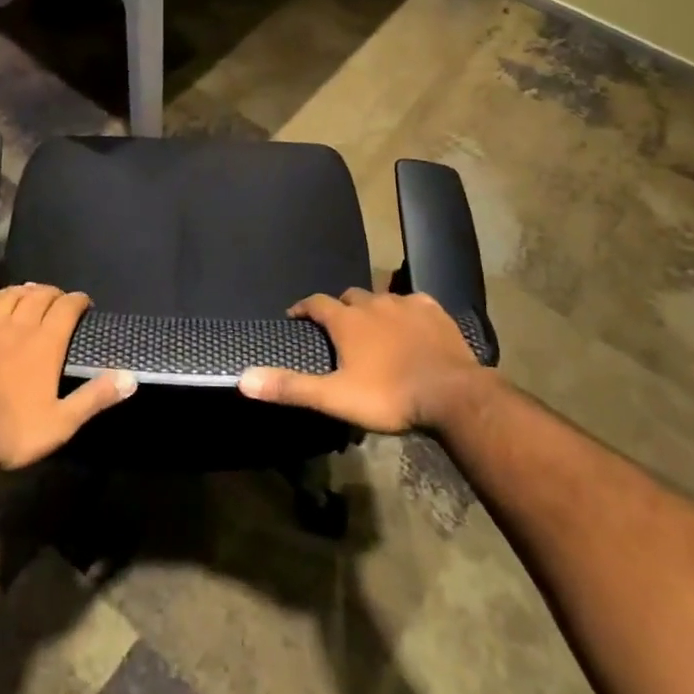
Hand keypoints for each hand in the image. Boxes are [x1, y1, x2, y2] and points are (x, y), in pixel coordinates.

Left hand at [0, 276, 136, 470]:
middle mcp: (18, 326)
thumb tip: (131, 377)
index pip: (67, 308)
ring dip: (22, 290)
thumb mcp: (62, 422)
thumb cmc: (12, 430)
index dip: (78, 301)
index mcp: (46, 344)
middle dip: (52, 293)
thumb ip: (95, 397)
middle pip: (38, 296)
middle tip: (59, 298)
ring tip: (30, 289)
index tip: (85, 304)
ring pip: (7, 296)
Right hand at [238, 286, 490, 433]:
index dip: (303, 308)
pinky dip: (406, 310)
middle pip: (349, 296)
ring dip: (372, 309)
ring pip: (381, 297)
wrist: (450, 394)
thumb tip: (244, 378)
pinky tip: (411, 324)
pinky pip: (414, 301)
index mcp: (346, 320)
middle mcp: (373, 303)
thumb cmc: (388, 396)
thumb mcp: (335, 397)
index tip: (296, 316)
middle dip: (340, 308)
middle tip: (338, 328)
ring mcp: (406, 304)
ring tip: (373, 328)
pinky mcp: (434, 311)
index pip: (316, 303)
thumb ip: (291, 386)